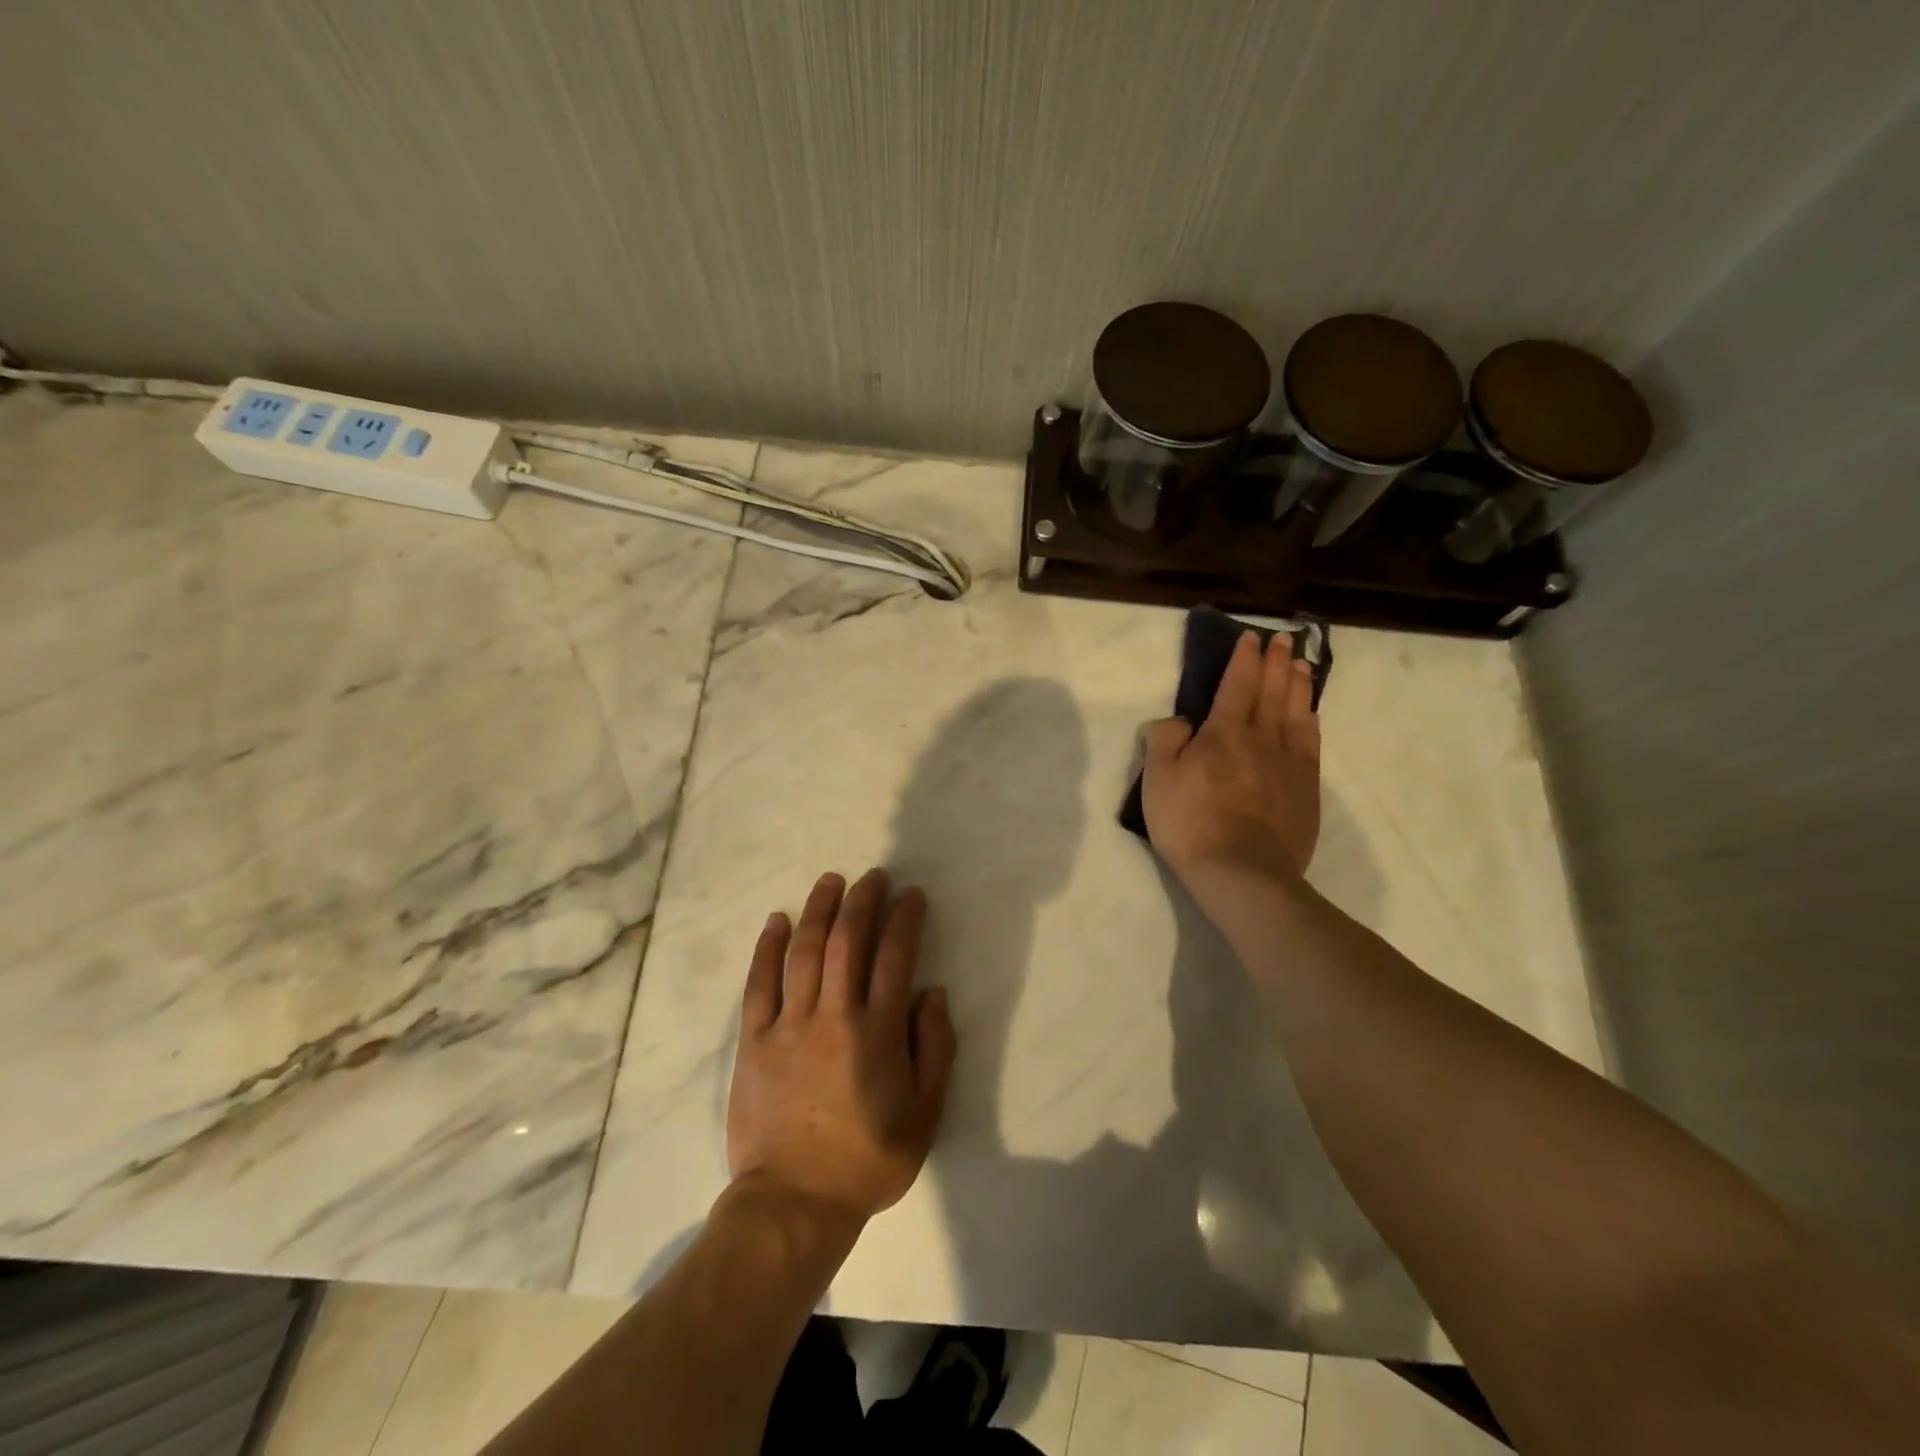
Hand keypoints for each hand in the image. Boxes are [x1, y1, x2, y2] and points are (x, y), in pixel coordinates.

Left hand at [726, 869, 956, 1227]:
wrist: (794, 1202)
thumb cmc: (867, 1160)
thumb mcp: (925, 1115)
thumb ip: (934, 1049)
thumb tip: (933, 993)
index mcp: (879, 1032)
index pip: (896, 957)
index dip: (906, 919)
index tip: (912, 895)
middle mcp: (835, 1015)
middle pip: (848, 941)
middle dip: (863, 901)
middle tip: (874, 876)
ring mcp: (790, 1024)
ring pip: (805, 951)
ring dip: (819, 910)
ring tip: (831, 881)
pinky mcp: (754, 1040)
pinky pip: (760, 983)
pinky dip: (769, 948)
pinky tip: (777, 921)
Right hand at [1142, 630, 1320, 893]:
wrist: (1242, 873)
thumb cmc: (1191, 824)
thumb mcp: (1158, 780)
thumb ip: (1165, 741)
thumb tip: (1181, 722)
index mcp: (1224, 733)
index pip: (1237, 685)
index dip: (1243, 659)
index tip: (1251, 638)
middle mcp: (1262, 739)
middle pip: (1272, 691)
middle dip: (1276, 662)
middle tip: (1283, 640)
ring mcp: (1289, 764)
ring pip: (1297, 712)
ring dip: (1298, 685)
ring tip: (1301, 665)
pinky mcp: (1306, 789)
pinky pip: (1311, 743)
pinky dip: (1311, 721)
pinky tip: (1312, 715)